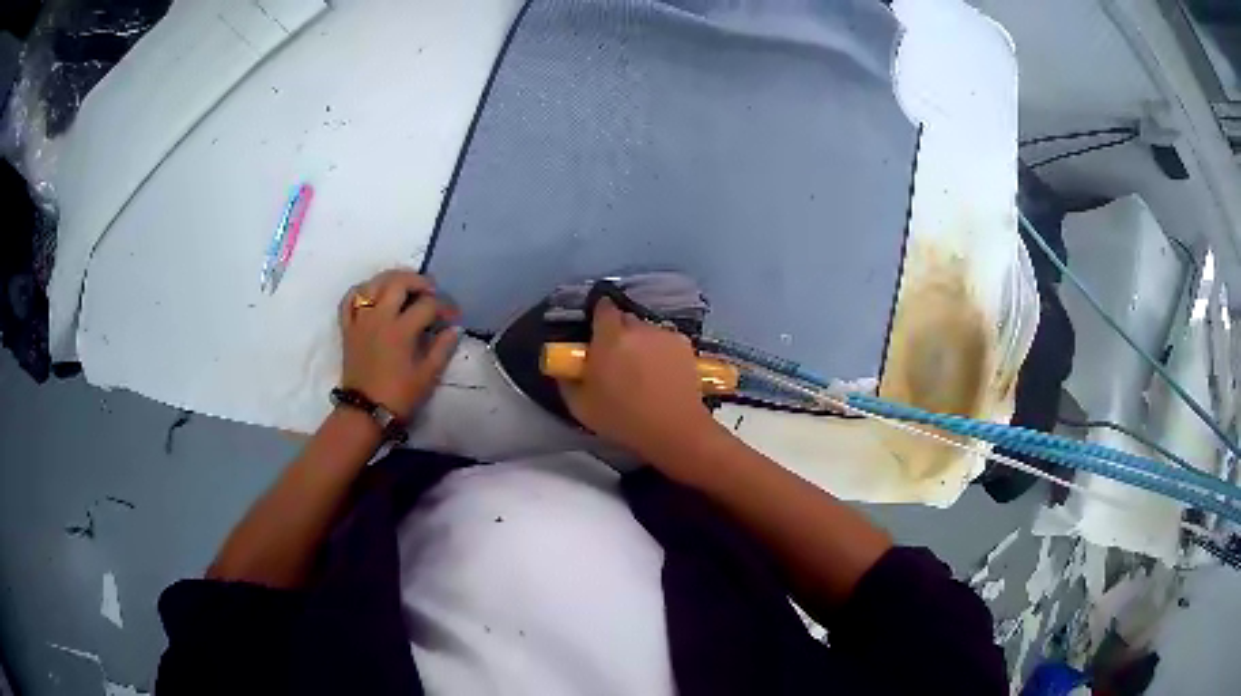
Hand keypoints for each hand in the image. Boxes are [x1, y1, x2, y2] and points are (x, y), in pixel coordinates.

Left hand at [339, 269, 459, 418]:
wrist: (365, 412)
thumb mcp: (427, 376)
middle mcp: (379, 318)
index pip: (427, 305)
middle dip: (419, 281)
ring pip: (373, 284)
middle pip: (399, 283)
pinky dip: (361, 290)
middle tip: (430, 290)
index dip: (445, 307)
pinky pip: (350, 299)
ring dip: (391, 279)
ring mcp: (360, 320)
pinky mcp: (347, 328)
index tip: (453, 317)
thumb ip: (442, 348)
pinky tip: (372, 294)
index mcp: (401, 330)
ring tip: (404, 286)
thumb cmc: (398, 396)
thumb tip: (454, 329)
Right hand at [559, 299, 719, 464]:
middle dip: (619, 332)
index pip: (602, 307)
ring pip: (647, 330)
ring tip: (641, 368)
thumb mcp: (580, 405)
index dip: (598, 317)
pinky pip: (665, 341)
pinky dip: (661, 351)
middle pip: (625, 318)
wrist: (675, 429)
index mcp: (610, 336)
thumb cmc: (623, 418)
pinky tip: (661, 374)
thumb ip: (567, 379)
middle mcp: (639, 327)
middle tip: (615, 356)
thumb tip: (565, 367)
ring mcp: (665, 335)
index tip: (595, 334)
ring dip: (641, 342)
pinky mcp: (686, 346)